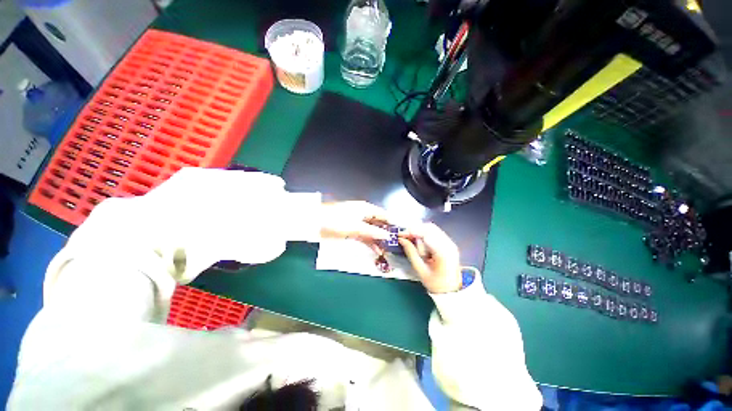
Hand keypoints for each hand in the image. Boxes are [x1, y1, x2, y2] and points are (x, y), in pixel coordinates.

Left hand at [320, 201, 390, 243]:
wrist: (314, 223)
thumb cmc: (335, 220)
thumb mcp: (356, 226)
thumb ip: (372, 231)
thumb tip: (387, 235)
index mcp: (366, 209)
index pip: (384, 215)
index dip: (393, 223)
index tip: (402, 232)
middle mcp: (363, 214)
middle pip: (379, 223)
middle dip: (387, 233)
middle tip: (396, 244)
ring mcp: (357, 223)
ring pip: (372, 231)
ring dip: (379, 240)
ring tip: (388, 250)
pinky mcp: (351, 230)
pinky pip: (364, 236)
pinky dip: (370, 242)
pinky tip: (376, 249)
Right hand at [399, 223, 461, 293]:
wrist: (452, 290)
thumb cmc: (435, 283)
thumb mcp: (420, 270)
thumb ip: (411, 252)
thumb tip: (401, 239)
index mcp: (442, 253)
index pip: (425, 235)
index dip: (412, 232)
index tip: (400, 234)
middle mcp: (448, 244)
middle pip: (429, 228)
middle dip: (415, 230)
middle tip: (404, 236)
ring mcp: (450, 242)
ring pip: (432, 228)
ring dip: (419, 231)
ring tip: (410, 239)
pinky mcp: (449, 243)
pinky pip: (435, 232)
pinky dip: (425, 233)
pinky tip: (419, 241)